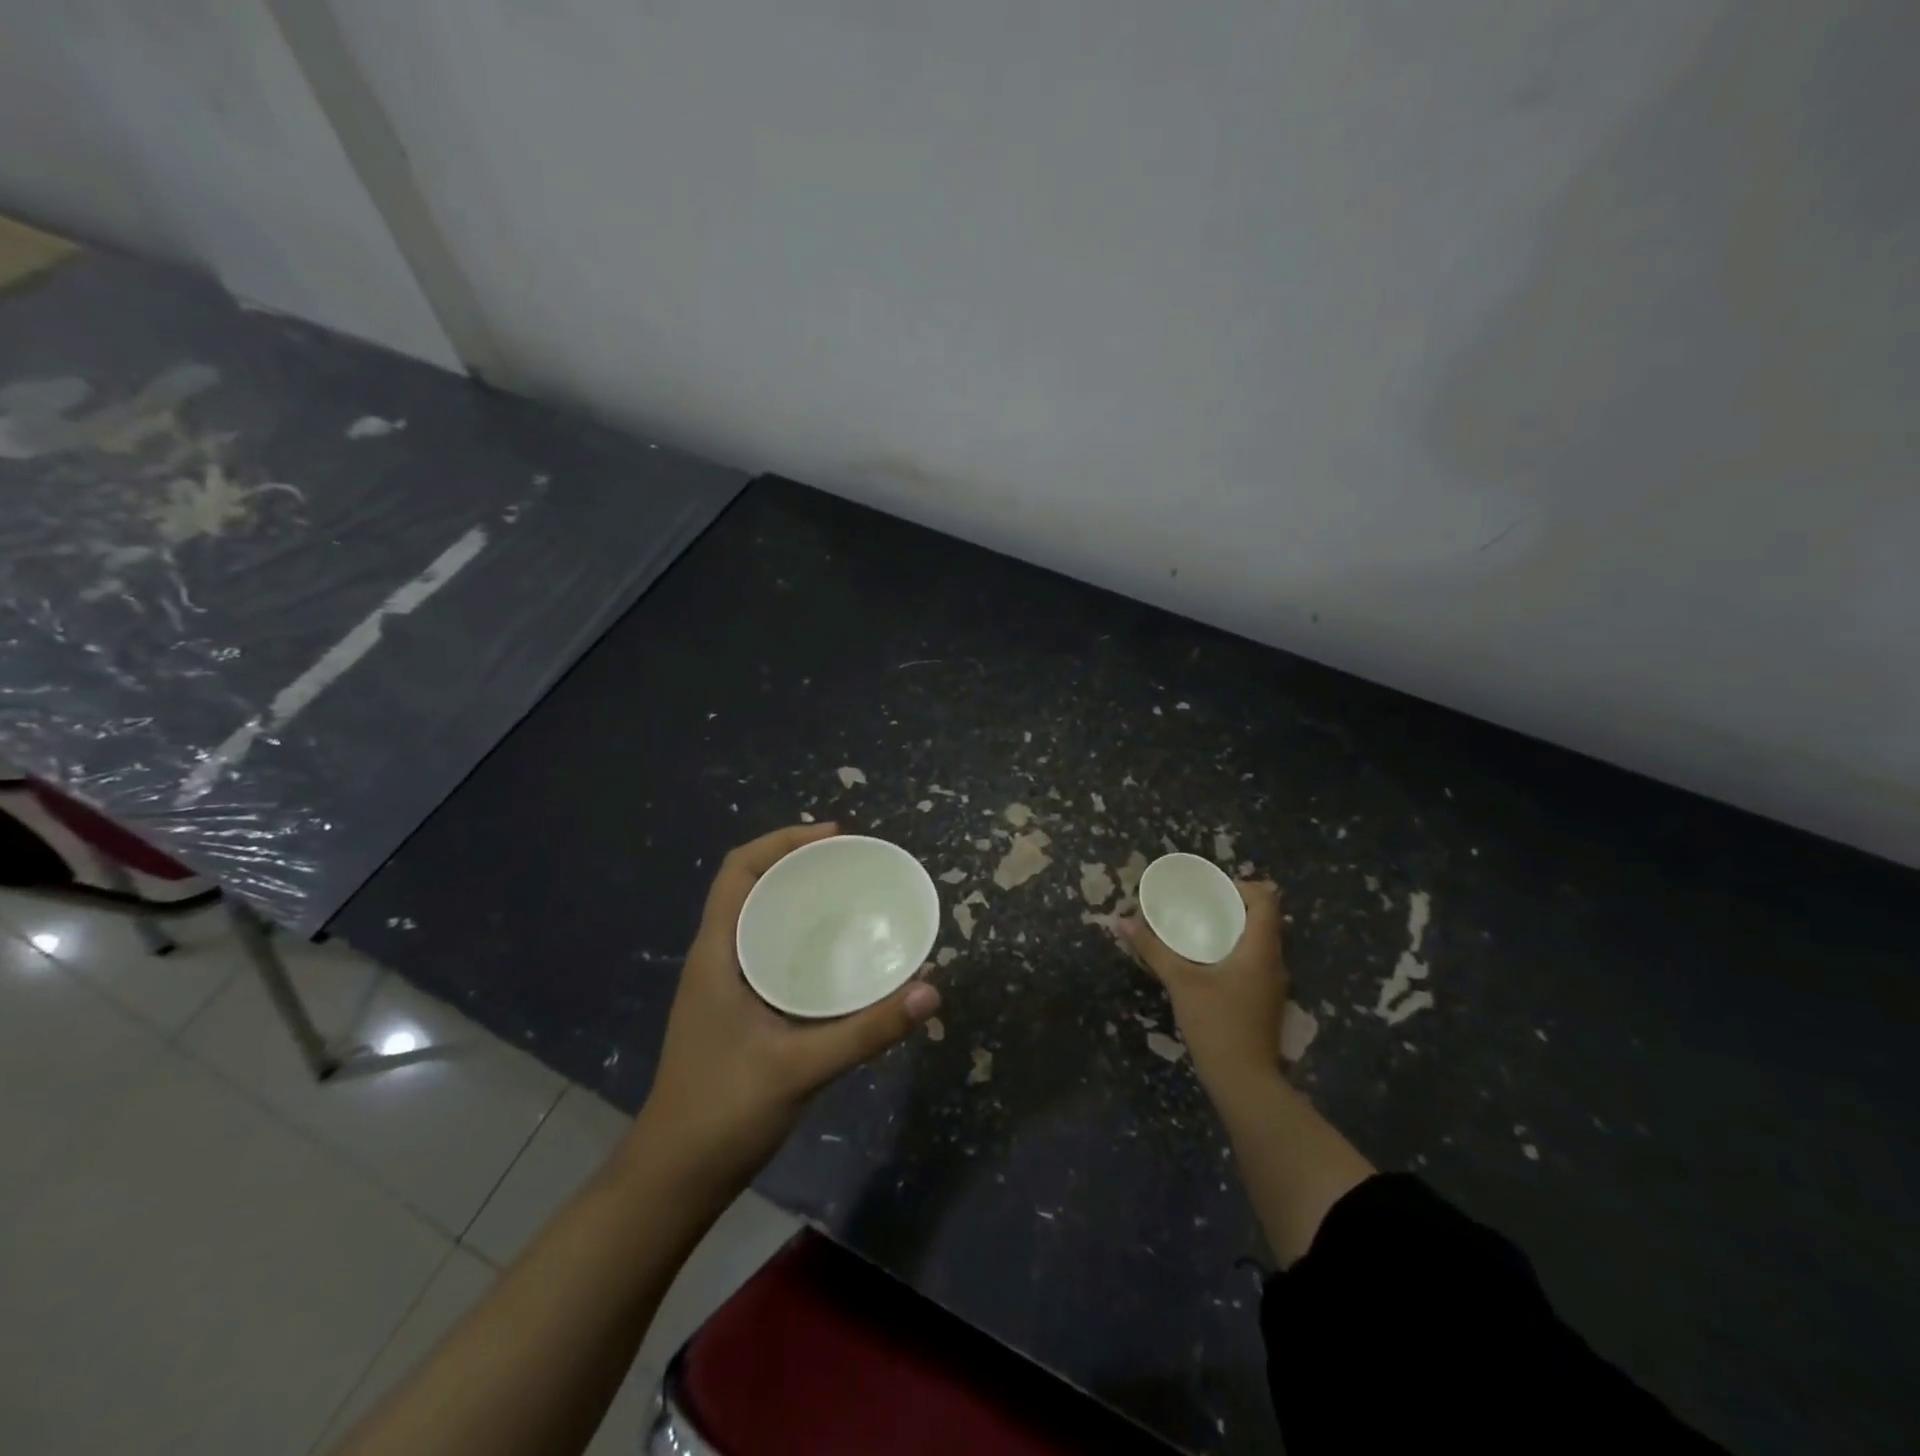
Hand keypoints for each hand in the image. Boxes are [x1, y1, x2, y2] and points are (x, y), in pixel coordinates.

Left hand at [631, 824, 940, 1194]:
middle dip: (800, 865)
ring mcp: (724, 986)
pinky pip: (770, 953)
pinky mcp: (736, 1011)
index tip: (835, 837)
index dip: (782, 840)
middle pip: (753, 887)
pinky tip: (839, 960)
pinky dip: (802, 940)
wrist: (673, 1180)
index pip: (739, 870)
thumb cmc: (723, 1113)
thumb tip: (930, 991)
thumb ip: (867, 1030)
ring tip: (853, 900)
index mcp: (717, 954)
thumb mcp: (801, 1067)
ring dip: (800, 901)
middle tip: (855, 866)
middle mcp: (717, 959)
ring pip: (762, 921)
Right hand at [1122, 880, 1285, 1102]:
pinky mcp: (1264, 1002)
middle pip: (1262, 919)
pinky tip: (1205, 963)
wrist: (1244, 1083)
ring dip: (1232, 931)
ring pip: (1258, 942)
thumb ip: (1153, 949)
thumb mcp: (1181, 982)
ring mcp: (1272, 984)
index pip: (1265, 900)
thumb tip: (1123, 921)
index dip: (1241, 886)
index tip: (1211, 890)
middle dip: (1231, 907)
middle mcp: (1274, 961)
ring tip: (1197, 930)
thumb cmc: (1217, 1024)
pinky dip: (1233, 953)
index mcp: (1260, 949)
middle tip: (1197, 905)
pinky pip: (1253, 963)